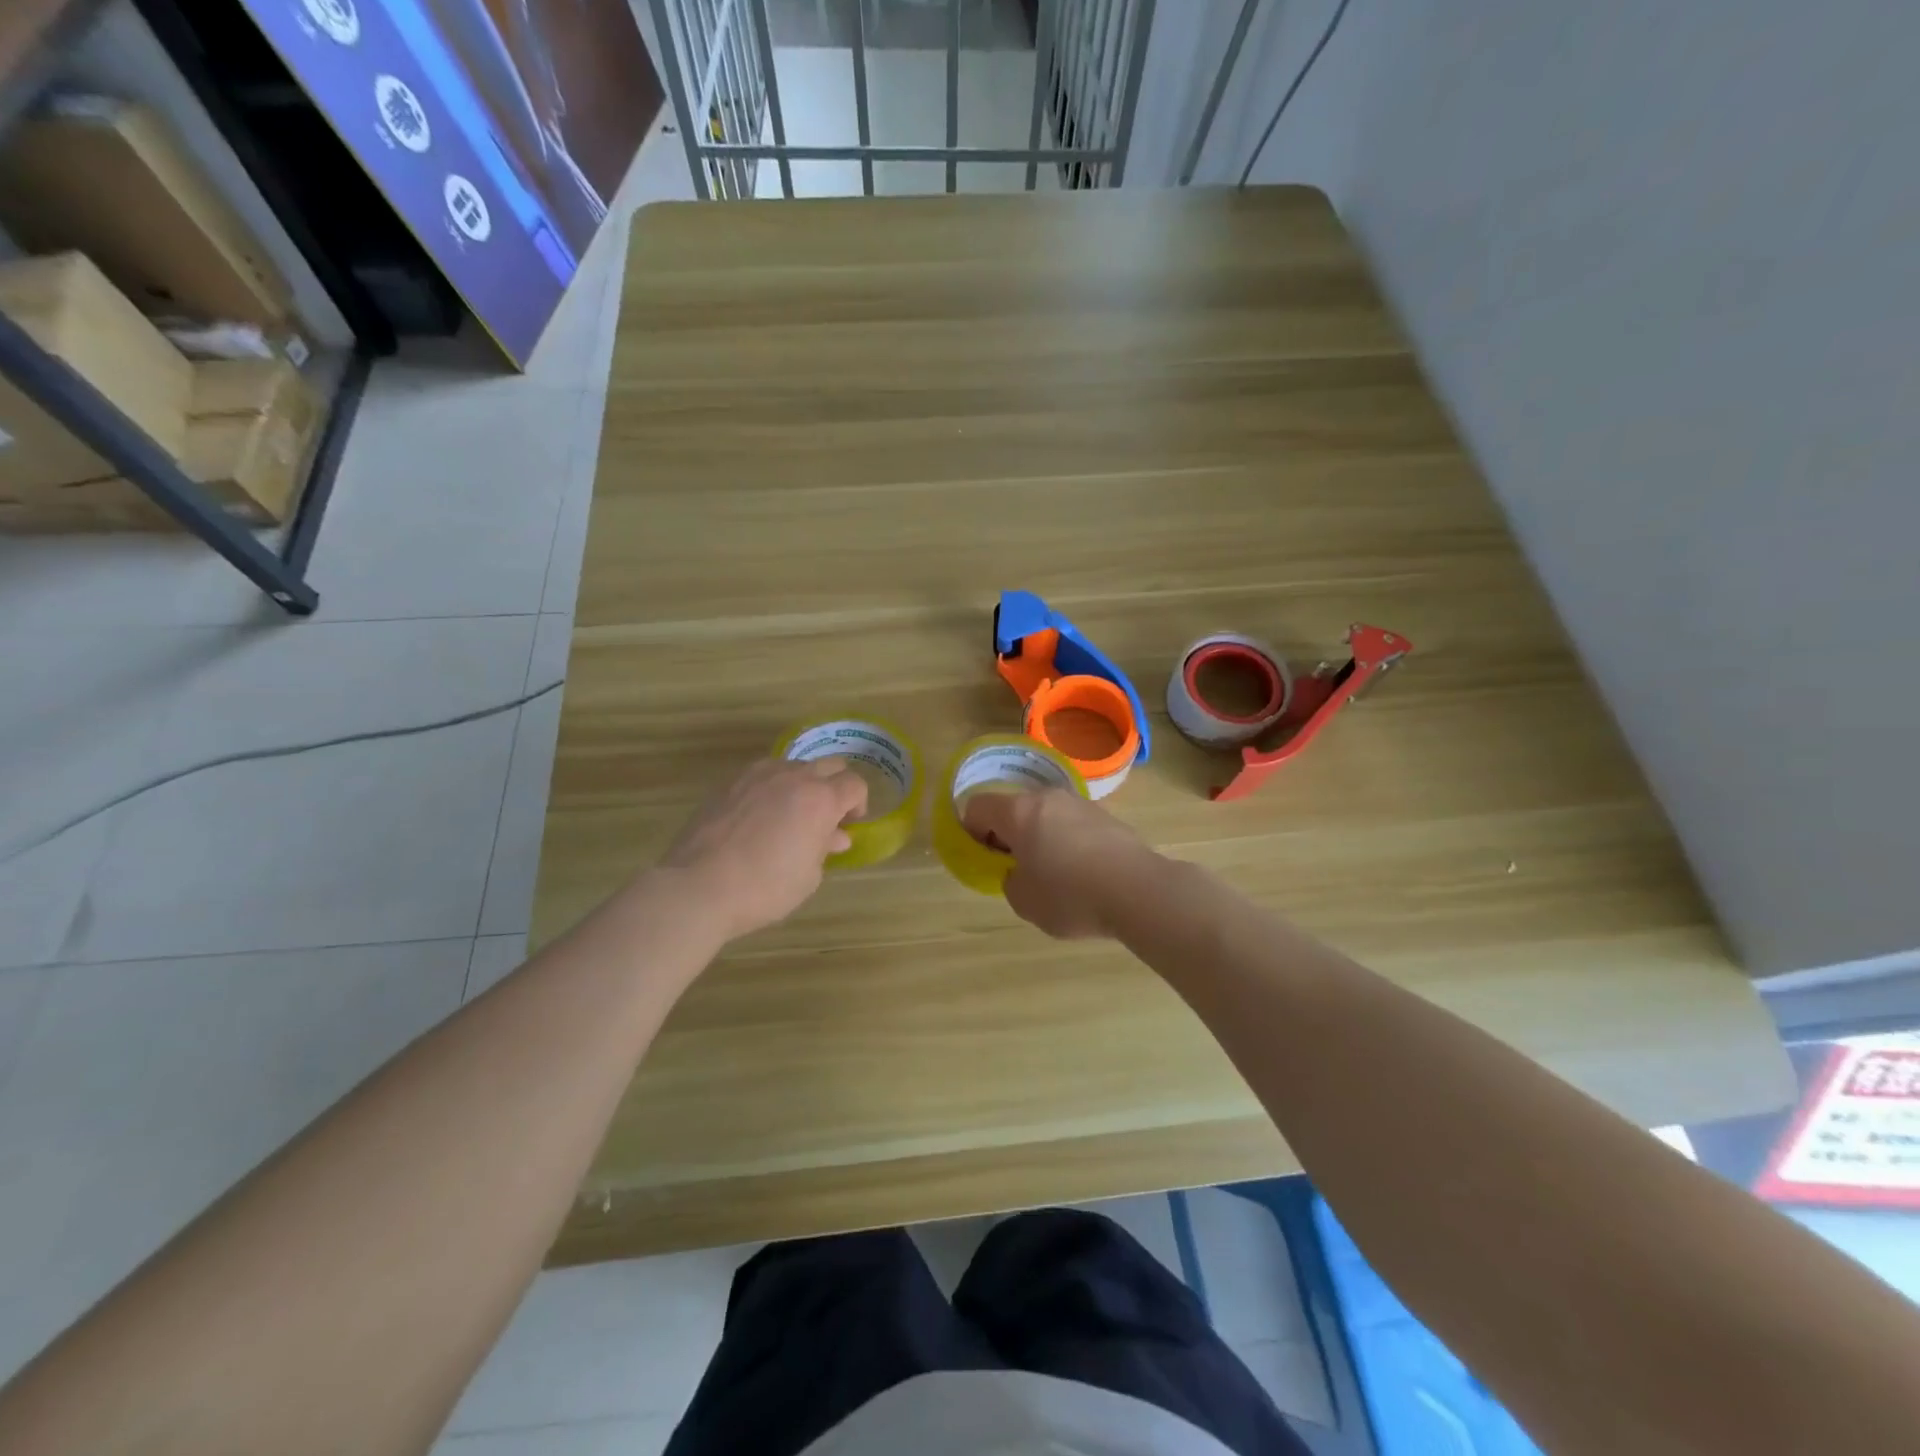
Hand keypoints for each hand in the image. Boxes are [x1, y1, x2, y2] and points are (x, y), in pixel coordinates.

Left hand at [660, 757, 867, 941]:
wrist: (699, 886)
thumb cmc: (764, 888)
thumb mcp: (808, 876)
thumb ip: (824, 848)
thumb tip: (835, 835)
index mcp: (821, 799)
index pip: (855, 784)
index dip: (858, 804)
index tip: (848, 825)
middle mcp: (794, 776)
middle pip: (830, 765)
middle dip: (835, 786)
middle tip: (826, 816)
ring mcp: (759, 774)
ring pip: (795, 765)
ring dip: (803, 783)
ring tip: (791, 814)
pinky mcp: (731, 781)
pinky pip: (765, 774)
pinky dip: (773, 787)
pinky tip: (761, 815)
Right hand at [960, 789, 1158, 938]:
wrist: (1139, 891)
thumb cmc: (1070, 896)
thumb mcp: (1024, 901)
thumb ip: (1010, 881)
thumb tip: (1020, 872)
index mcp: (1018, 812)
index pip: (977, 806)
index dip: (971, 831)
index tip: (983, 859)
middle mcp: (1048, 798)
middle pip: (1013, 807)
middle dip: (1007, 834)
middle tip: (1016, 868)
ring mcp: (1081, 804)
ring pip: (1045, 815)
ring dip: (1039, 837)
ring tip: (1053, 874)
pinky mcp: (1107, 817)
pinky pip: (1073, 825)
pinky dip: (1067, 842)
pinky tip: (1082, 873)